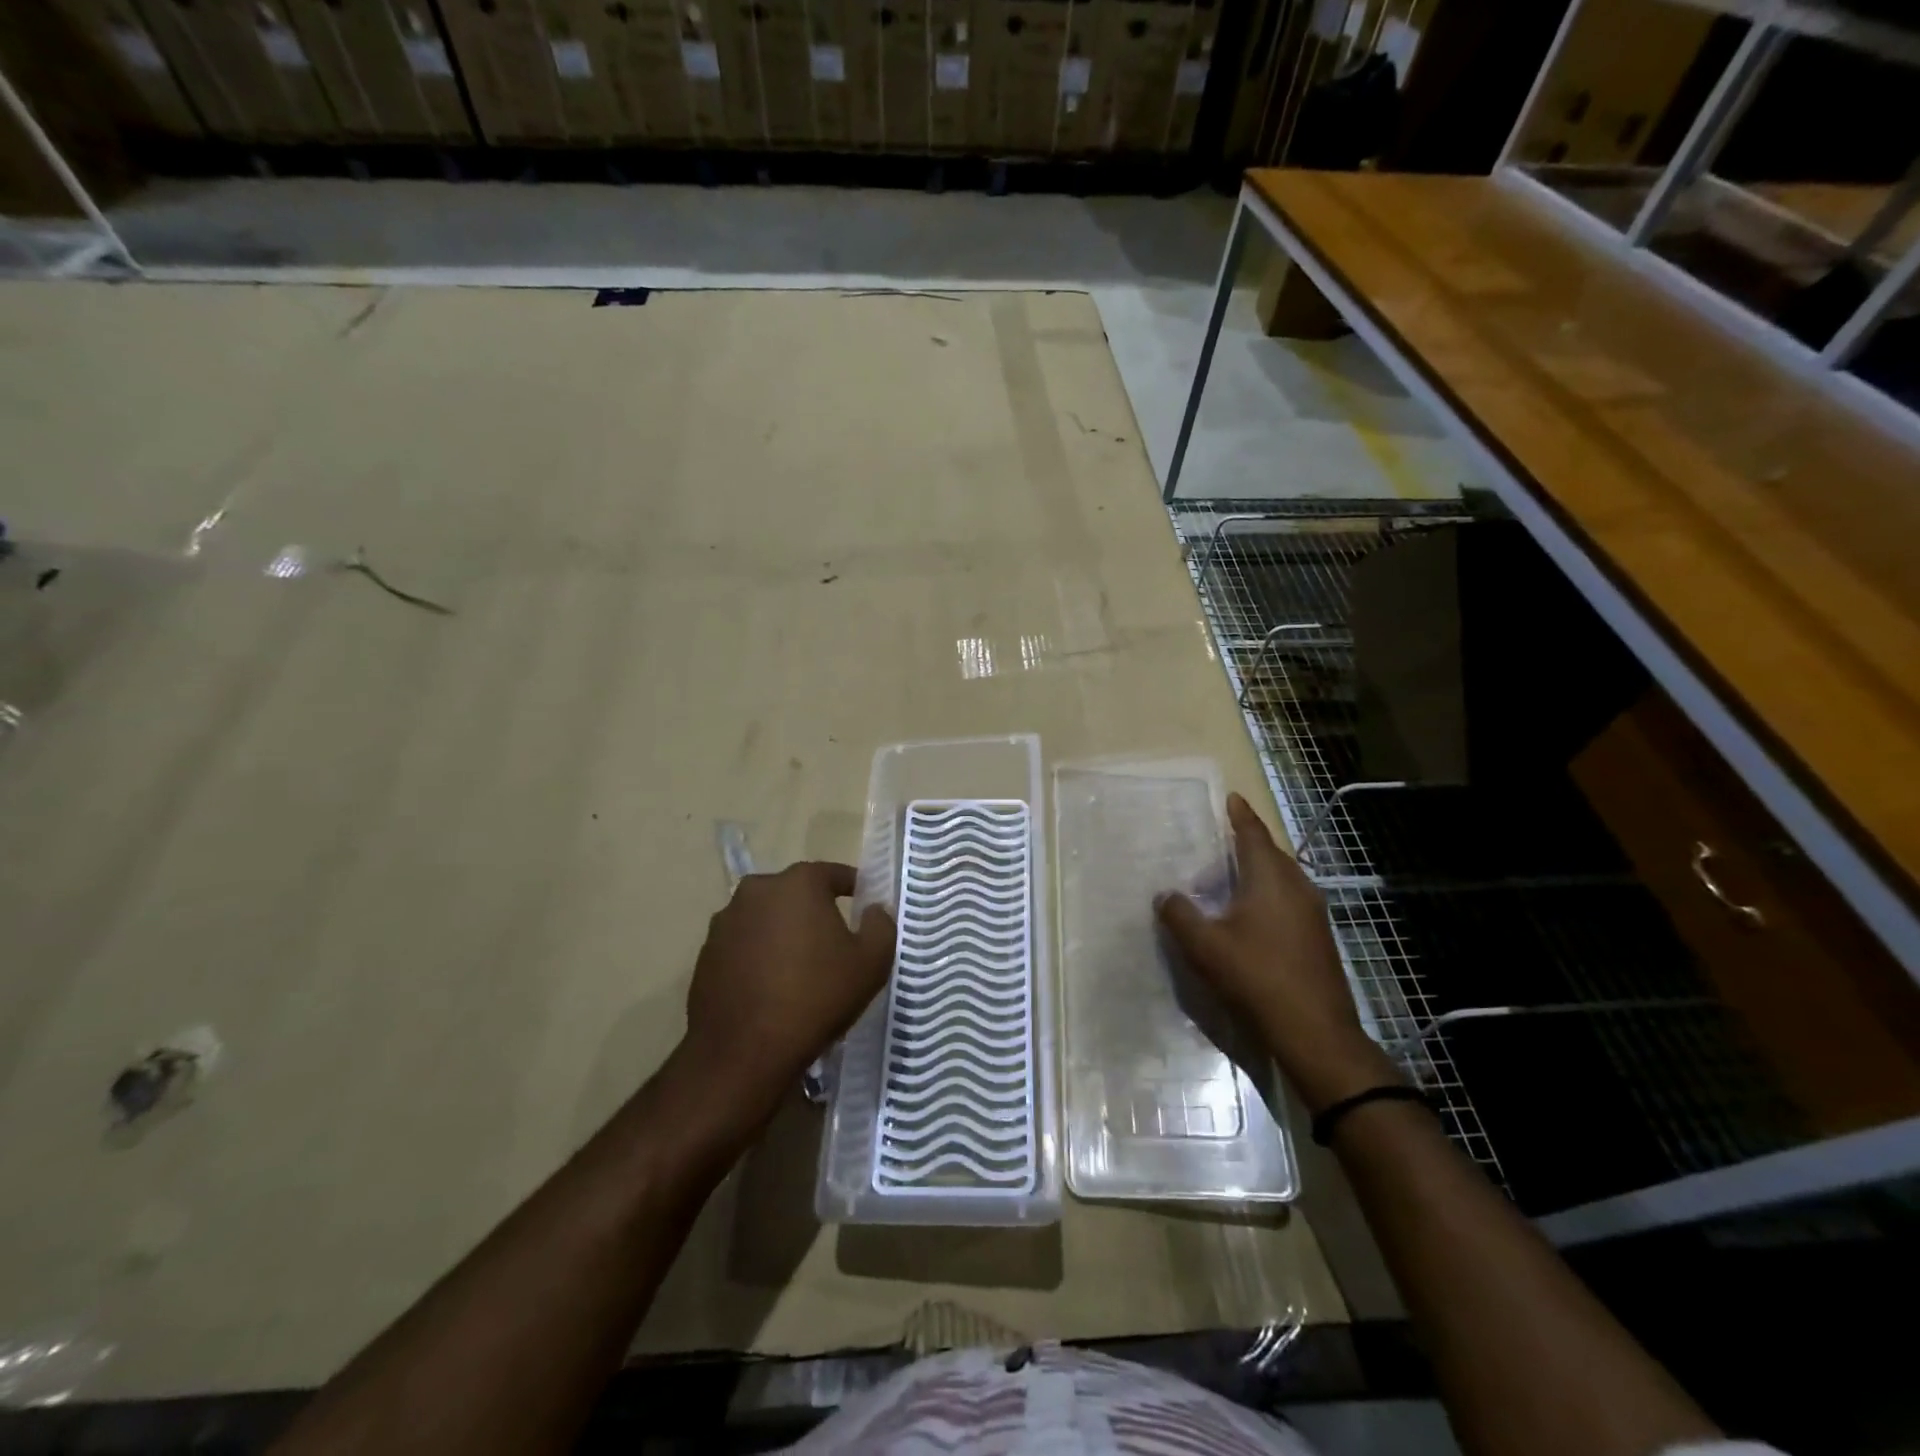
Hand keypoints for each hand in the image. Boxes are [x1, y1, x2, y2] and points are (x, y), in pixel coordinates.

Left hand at [681, 861, 895, 1127]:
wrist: (744, 1052)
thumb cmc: (816, 997)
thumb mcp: (871, 962)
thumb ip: (880, 925)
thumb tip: (874, 909)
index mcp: (798, 883)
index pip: (832, 873)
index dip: (852, 886)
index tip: (864, 903)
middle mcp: (757, 890)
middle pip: (795, 893)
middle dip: (814, 909)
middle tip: (833, 939)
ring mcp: (725, 921)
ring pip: (766, 918)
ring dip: (783, 932)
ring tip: (800, 966)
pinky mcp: (706, 953)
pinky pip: (743, 944)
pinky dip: (759, 955)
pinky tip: (771, 985)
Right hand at [1156, 793, 1398, 1111]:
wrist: (1315, 1031)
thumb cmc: (1256, 976)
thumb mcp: (1204, 945)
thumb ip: (1179, 915)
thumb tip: (1165, 895)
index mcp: (1270, 879)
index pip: (1253, 835)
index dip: (1240, 815)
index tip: (1232, 797)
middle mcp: (1297, 888)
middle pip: (1270, 855)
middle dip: (1246, 845)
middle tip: (1219, 843)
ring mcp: (1313, 914)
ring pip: (1281, 880)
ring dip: (1256, 874)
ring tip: (1228, 882)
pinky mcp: (1318, 938)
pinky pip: (1288, 901)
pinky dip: (1266, 896)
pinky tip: (1249, 918)